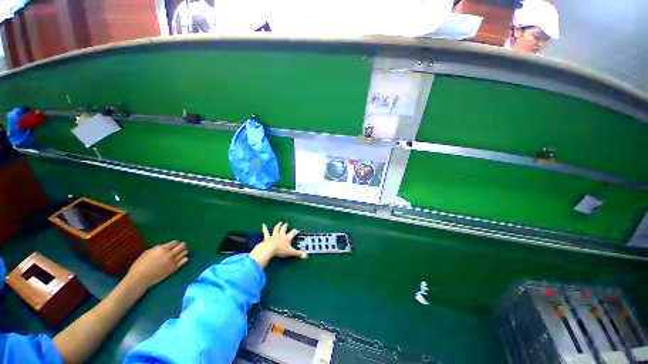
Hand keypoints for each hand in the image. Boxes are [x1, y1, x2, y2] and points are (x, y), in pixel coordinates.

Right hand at [126, 241, 188, 289]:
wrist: (139, 279)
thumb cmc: (140, 265)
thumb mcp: (147, 253)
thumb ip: (157, 248)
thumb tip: (165, 246)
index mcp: (162, 249)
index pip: (175, 242)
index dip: (175, 243)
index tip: (174, 245)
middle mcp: (169, 254)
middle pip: (182, 246)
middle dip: (182, 245)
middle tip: (181, 246)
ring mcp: (173, 262)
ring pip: (185, 253)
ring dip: (184, 251)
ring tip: (181, 252)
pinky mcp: (174, 268)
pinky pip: (184, 261)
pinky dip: (185, 258)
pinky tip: (182, 259)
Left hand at [261, 222, 306, 258]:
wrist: (270, 249)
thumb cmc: (280, 250)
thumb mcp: (291, 252)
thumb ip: (298, 254)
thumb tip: (306, 256)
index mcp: (287, 238)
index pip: (292, 233)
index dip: (295, 232)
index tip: (296, 230)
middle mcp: (281, 235)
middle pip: (284, 229)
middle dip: (285, 226)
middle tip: (286, 223)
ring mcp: (274, 235)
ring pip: (276, 229)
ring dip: (278, 225)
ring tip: (280, 222)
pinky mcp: (267, 237)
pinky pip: (266, 232)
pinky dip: (264, 228)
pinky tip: (263, 225)